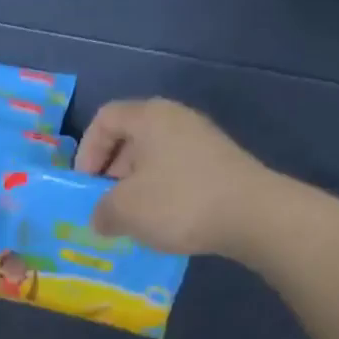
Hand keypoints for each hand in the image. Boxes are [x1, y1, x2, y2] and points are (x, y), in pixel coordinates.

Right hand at [74, 99, 271, 256]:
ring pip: (154, 158)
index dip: (86, 151)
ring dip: (136, 187)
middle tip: (106, 205)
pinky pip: (177, 172)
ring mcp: (202, 140)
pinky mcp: (220, 164)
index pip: (104, 119)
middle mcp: (176, 119)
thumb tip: (102, 216)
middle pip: (130, 138)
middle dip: (110, 173)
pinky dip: (162, 193)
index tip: (86, 185)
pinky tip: (164, 221)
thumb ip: (101, 211)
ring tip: (133, 219)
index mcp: (149, 117)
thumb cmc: (178, 202)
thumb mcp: (124, 210)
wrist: (252, 215)